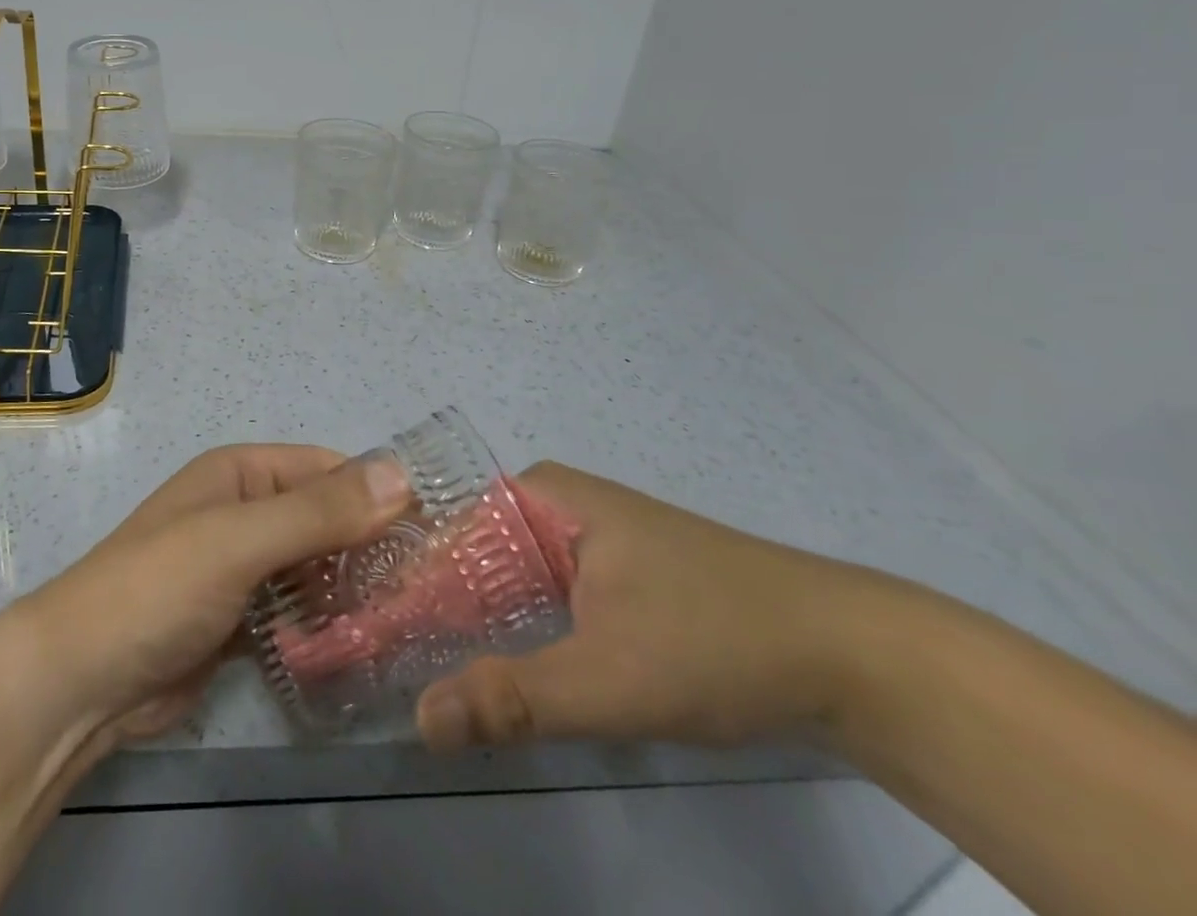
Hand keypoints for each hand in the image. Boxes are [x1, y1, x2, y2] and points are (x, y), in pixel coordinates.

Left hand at [6, 444, 411, 746]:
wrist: (81, 681)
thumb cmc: (158, 588)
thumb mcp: (239, 540)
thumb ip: (319, 512)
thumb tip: (402, 475)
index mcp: (241, 473)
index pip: (327, 469)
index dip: (379, 493)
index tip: (437, 532)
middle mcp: (243, 511)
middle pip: (323, 519)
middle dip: (369, 547)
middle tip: (434, 588)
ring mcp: (240, 568)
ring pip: (313, 568)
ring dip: (351, 589)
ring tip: (412, 620)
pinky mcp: (238, 620)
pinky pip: (295, 611)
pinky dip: (325, 623)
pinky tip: (364, 646)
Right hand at [417, 461, 886, 751]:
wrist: (852, 659)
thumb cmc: (719, 639)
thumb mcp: (611, 676)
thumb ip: (513, 697)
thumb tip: (417, 719)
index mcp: (539, 495)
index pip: (444, 529)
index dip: (401, 579)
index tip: (362, 631)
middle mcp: (551, 506)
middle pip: (466, 554)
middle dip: (426, 606)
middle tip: (380, 661)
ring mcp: (581, 542)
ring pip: (500, 581)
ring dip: (465, 625)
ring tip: (412, 670)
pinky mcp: (607, 579)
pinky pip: (535, 600)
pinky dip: (509, 634)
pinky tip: (487, 675)